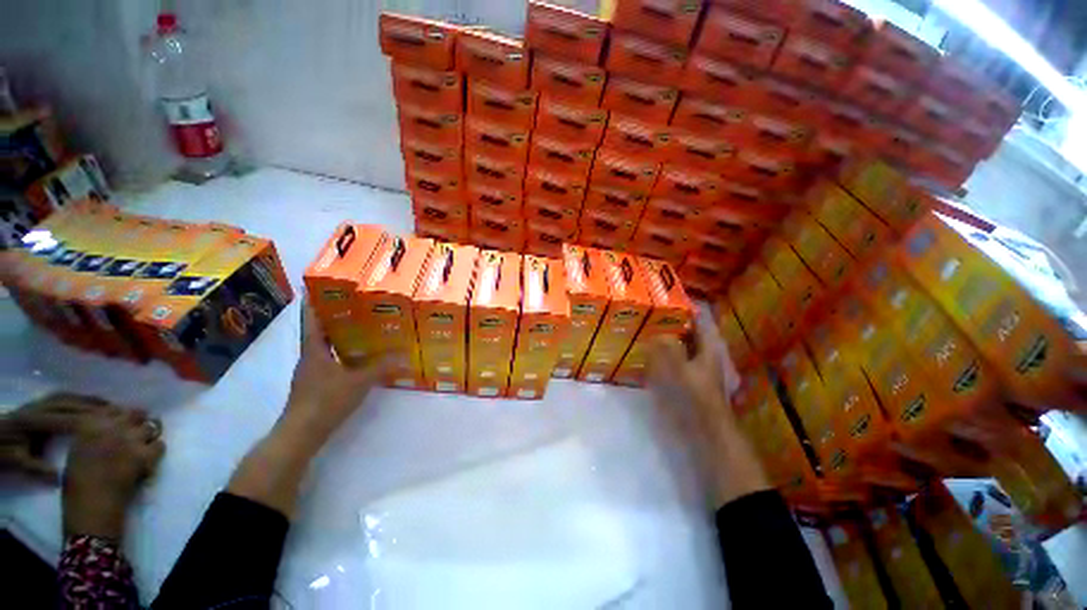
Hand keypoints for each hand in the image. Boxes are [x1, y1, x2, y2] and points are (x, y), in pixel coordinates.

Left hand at [0, 393, 112, 482]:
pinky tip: (89, 402)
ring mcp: (37, 403)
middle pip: (69, 403)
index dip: (88, 420)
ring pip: (68, 397)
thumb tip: (61, 476)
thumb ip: (38, 469)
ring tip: (108, 406)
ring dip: (88, 400)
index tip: (110, 425)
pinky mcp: (39, 403)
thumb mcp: (18, 463)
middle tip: (117, 411)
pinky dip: (79, 398)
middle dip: (93, 407)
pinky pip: (63, 397)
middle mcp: (37, 407)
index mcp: (33, 421)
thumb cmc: (4, 453)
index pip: (65, 419)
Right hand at [63, 409, 164, 538]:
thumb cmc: (78, 483)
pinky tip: (148, 459)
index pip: (114, 408)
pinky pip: (159, 445)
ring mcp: (129, 440)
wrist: (90, 507)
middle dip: (137, 421)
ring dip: (147, 436)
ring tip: (141, 446)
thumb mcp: (78, 449)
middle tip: (134, 433)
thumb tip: (110, 426)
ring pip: (151, 427)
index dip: (120, 416)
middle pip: (136, 413)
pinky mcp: (144, 454)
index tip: (121, 424)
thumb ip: (93, 433)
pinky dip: (156, 451)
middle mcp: (111, 427)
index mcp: (90, 423)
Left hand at [225, 299, 389, 517]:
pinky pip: (328, 361)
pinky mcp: (315, 385)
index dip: (312, 304)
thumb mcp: (358, 382)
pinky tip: (355, 357)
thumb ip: (380, 367)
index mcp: (314, 351)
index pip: (311, 321)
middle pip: (317, 332)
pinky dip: (339, 353)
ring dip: (336, 336)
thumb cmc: (326, 401)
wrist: (302, 433)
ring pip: (323, 347)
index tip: (318, 288)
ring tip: (358, 326)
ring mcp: (310, 372)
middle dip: (331, 317)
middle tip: (352, 304)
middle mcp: (309, 358)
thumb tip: (403, 354)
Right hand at [647, 313, 768, 506]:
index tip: (665, 296)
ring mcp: (694, 370)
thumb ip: (666, 348)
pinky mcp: (685, 383)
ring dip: (664, 338)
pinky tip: (645, 355)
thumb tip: (657, 334)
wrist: (706, 436)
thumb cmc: (695, 400)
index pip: (699, 319)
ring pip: (679, 346)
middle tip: (648, 312)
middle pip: (688, 332)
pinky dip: (661, 356)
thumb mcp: (678, 370)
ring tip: (643, 329)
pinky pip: (671, 362)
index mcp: (707, 348)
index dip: (685, 307)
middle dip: (670, 321)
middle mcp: (702, 355)